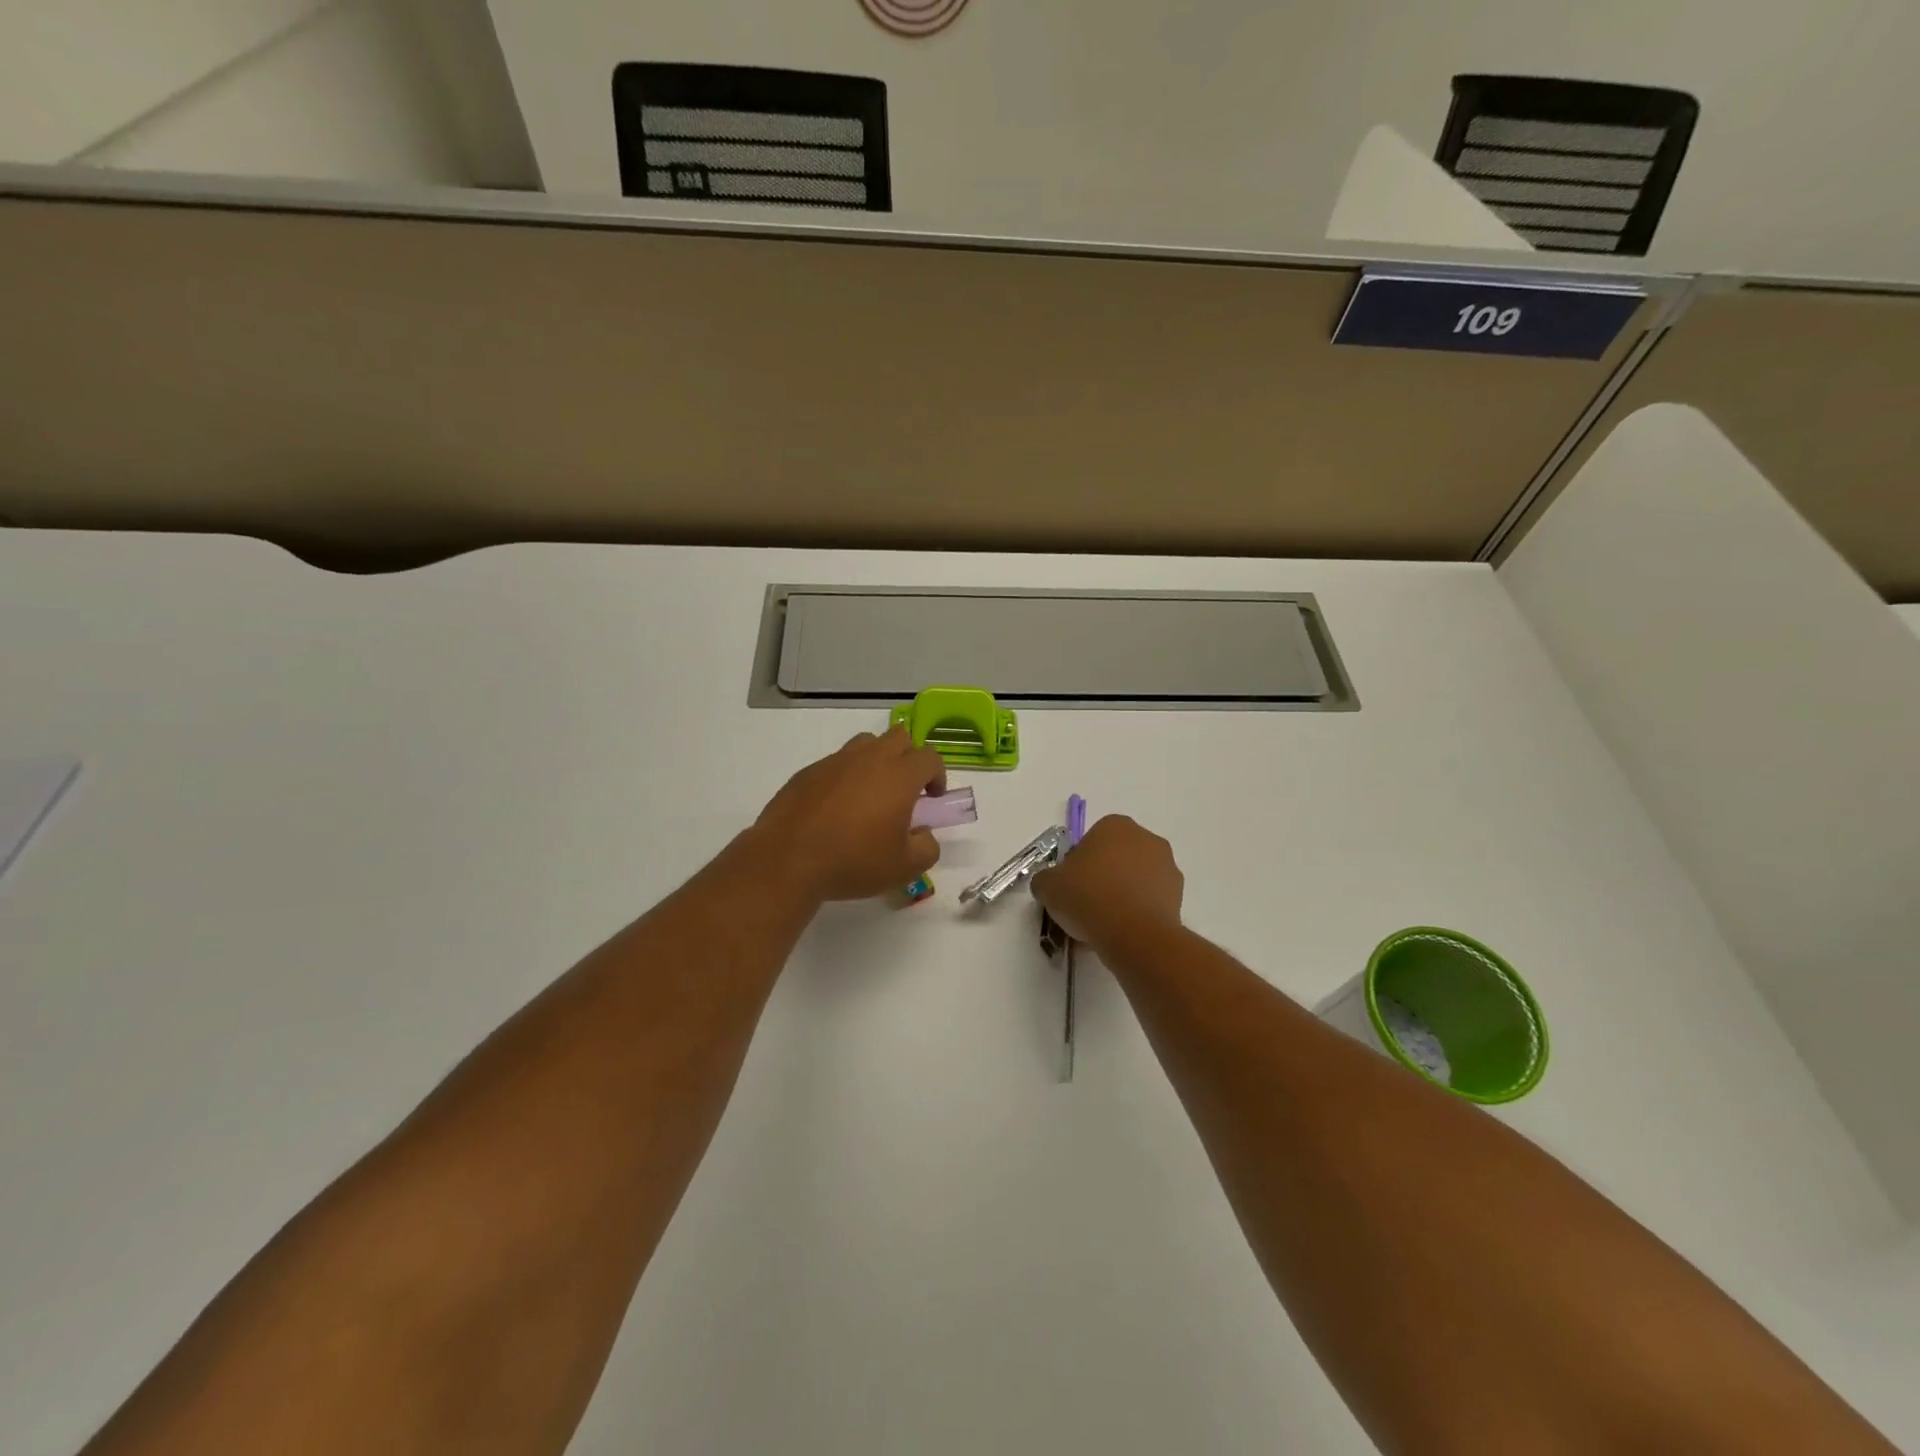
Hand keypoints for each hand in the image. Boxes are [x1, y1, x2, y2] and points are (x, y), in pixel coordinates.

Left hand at [749, 728, 946, 901]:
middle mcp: (869, 759)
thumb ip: (927, 848)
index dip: (937, 775)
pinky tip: (836, 806)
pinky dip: (845, 775)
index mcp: (899, 776)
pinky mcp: (808, 771)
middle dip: (909, 757)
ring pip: (866, 743)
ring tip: (871, 792)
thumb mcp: (904, 868)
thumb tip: (923, 834)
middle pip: (900, 737)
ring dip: (877, 759)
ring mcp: (835, 761)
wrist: (788, 859)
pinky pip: (836, 762)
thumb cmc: (854, 861)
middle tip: (905, 790)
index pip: (930, 757)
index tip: (932, 798)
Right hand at [1031, 815, 1183, 953]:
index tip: (1070, 887)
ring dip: (1122, 895)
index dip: (1077, 865)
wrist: (1133, 934)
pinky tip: (1122, 933)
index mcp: (1115, 825)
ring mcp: (1168, 866)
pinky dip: (1138, 912)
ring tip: (1103, 925)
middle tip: (1085, 905)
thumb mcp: (1048, 886)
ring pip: (1135, 879)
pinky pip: (1150, 900)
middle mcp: (1146, 838)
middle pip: (1116, 857)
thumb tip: (1051, 884)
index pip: (1091, 840)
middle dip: (1103, 877)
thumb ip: (1046, 879)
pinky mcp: (1179, 896)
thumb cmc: (1088, 897)